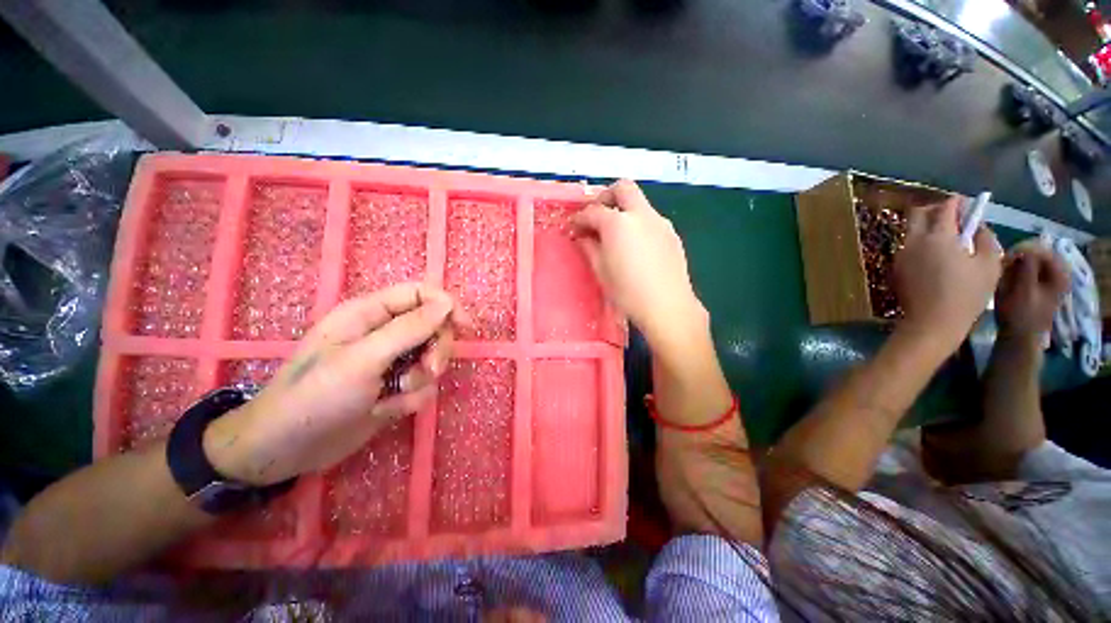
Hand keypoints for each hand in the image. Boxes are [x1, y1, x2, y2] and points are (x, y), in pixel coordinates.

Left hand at [203, 283, 458, 485]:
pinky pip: (423, 385)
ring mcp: (391, 361)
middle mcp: (383, 333)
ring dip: (423, 377)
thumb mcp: (363, 358)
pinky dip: (411, 398)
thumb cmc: (316, 396)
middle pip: (433, 327)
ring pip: (431, 357)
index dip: (447, 306)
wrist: (288, 450)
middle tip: (429, 368)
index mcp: (370, 314)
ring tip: (397, 392)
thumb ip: (408, 329)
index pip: (420, 294)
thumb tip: (447, 304)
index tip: (465, 327)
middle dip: (437, 348)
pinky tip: (387, 409)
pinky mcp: (394, 386)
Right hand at [571, 180, 705, 344]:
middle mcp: (641, 215)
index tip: (574, 227)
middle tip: (596, 217)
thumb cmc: (628, 292)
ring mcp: (660, 223)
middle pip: (623, 188)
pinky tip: (635, 247)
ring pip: (639, 203)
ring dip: (624, 211)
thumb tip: (582, 236)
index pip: (593, 211)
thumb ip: (589, 247)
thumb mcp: (601, 271)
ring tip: (615, 236)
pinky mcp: (672, 234)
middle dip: (605, 197)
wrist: (667, 307)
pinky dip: (638, 224)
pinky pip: (651, 219)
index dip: (580, 218)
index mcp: (619, 223)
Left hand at [894, 196, 1000, 348]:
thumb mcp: (989, 264)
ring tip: (950, 237)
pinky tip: (937, 255)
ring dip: (928, 226)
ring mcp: (901, 255)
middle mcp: (914, 241)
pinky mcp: (896, 268)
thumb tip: (978, 226)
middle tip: (955, 216)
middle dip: (936, 209)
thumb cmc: (967, 294)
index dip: (956, 202)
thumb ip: (984, 238)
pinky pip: (908, 247)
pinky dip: (922, 242)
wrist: (931, 322)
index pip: (944, 208)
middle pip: (918, 214)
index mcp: (938, 236)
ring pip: (911, 230)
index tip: (967, 203)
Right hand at [995, 240, 1068, 337]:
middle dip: (1019, 257)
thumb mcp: (1023, 289)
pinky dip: (1016, 271)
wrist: (1018, 336)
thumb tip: (1024, 248)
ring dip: (1016, 265)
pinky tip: (1007, 278)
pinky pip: (1027, 271)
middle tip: (1003, 264)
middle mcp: (1058, 275)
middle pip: (1038, 255)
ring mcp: (1048, 281)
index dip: (1025, 250)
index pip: (1044, 250)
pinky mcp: (1038, 286)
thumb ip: (1027, 266)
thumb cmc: (1020, 314)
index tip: (1007, 256)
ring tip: (1003, 272)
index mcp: (1060, 274)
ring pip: (1031, 262)